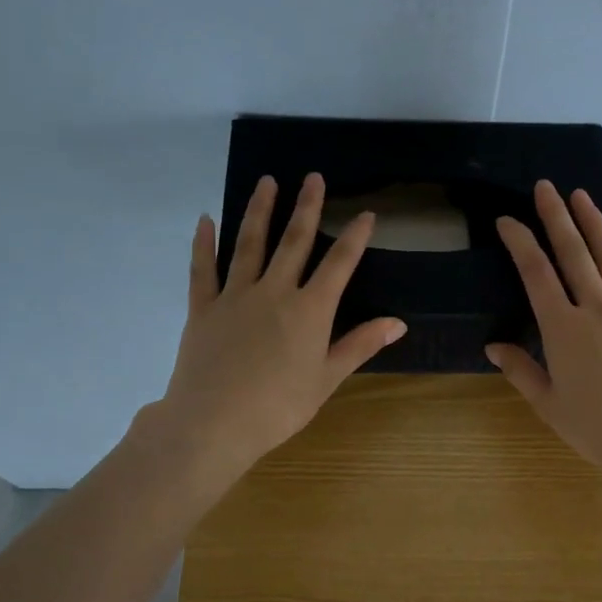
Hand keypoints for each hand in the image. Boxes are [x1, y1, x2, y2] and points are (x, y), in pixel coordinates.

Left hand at [155, 173, 404, 484]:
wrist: (214, 423)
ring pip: (249, 245)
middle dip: (306, 208)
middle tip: (312, 177)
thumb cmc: (278, 407)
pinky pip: (204, 269)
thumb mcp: (326, 379)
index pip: (339, 265)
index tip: (366, 214)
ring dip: (259, 211)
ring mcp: (235, 296)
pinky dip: (204, 244)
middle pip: (294, 242)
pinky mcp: (203, 308)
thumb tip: (398, 322)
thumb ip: (359, 345)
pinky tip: (206, 220)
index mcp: (310, 310)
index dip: (355, 238)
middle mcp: (275, 292)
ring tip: (267, 182)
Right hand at [487, 182, 601, 489]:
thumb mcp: (550, 405)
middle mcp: (597, 307)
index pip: (535, 273)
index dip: (519, 242)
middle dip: (556, 216)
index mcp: (563, 329)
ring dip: (594, 223)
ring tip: (581, 196)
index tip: (507, 220)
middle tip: (545, 186)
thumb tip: (495, 347)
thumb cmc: (598, 429)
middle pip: (573, 252)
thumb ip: (521, 371)